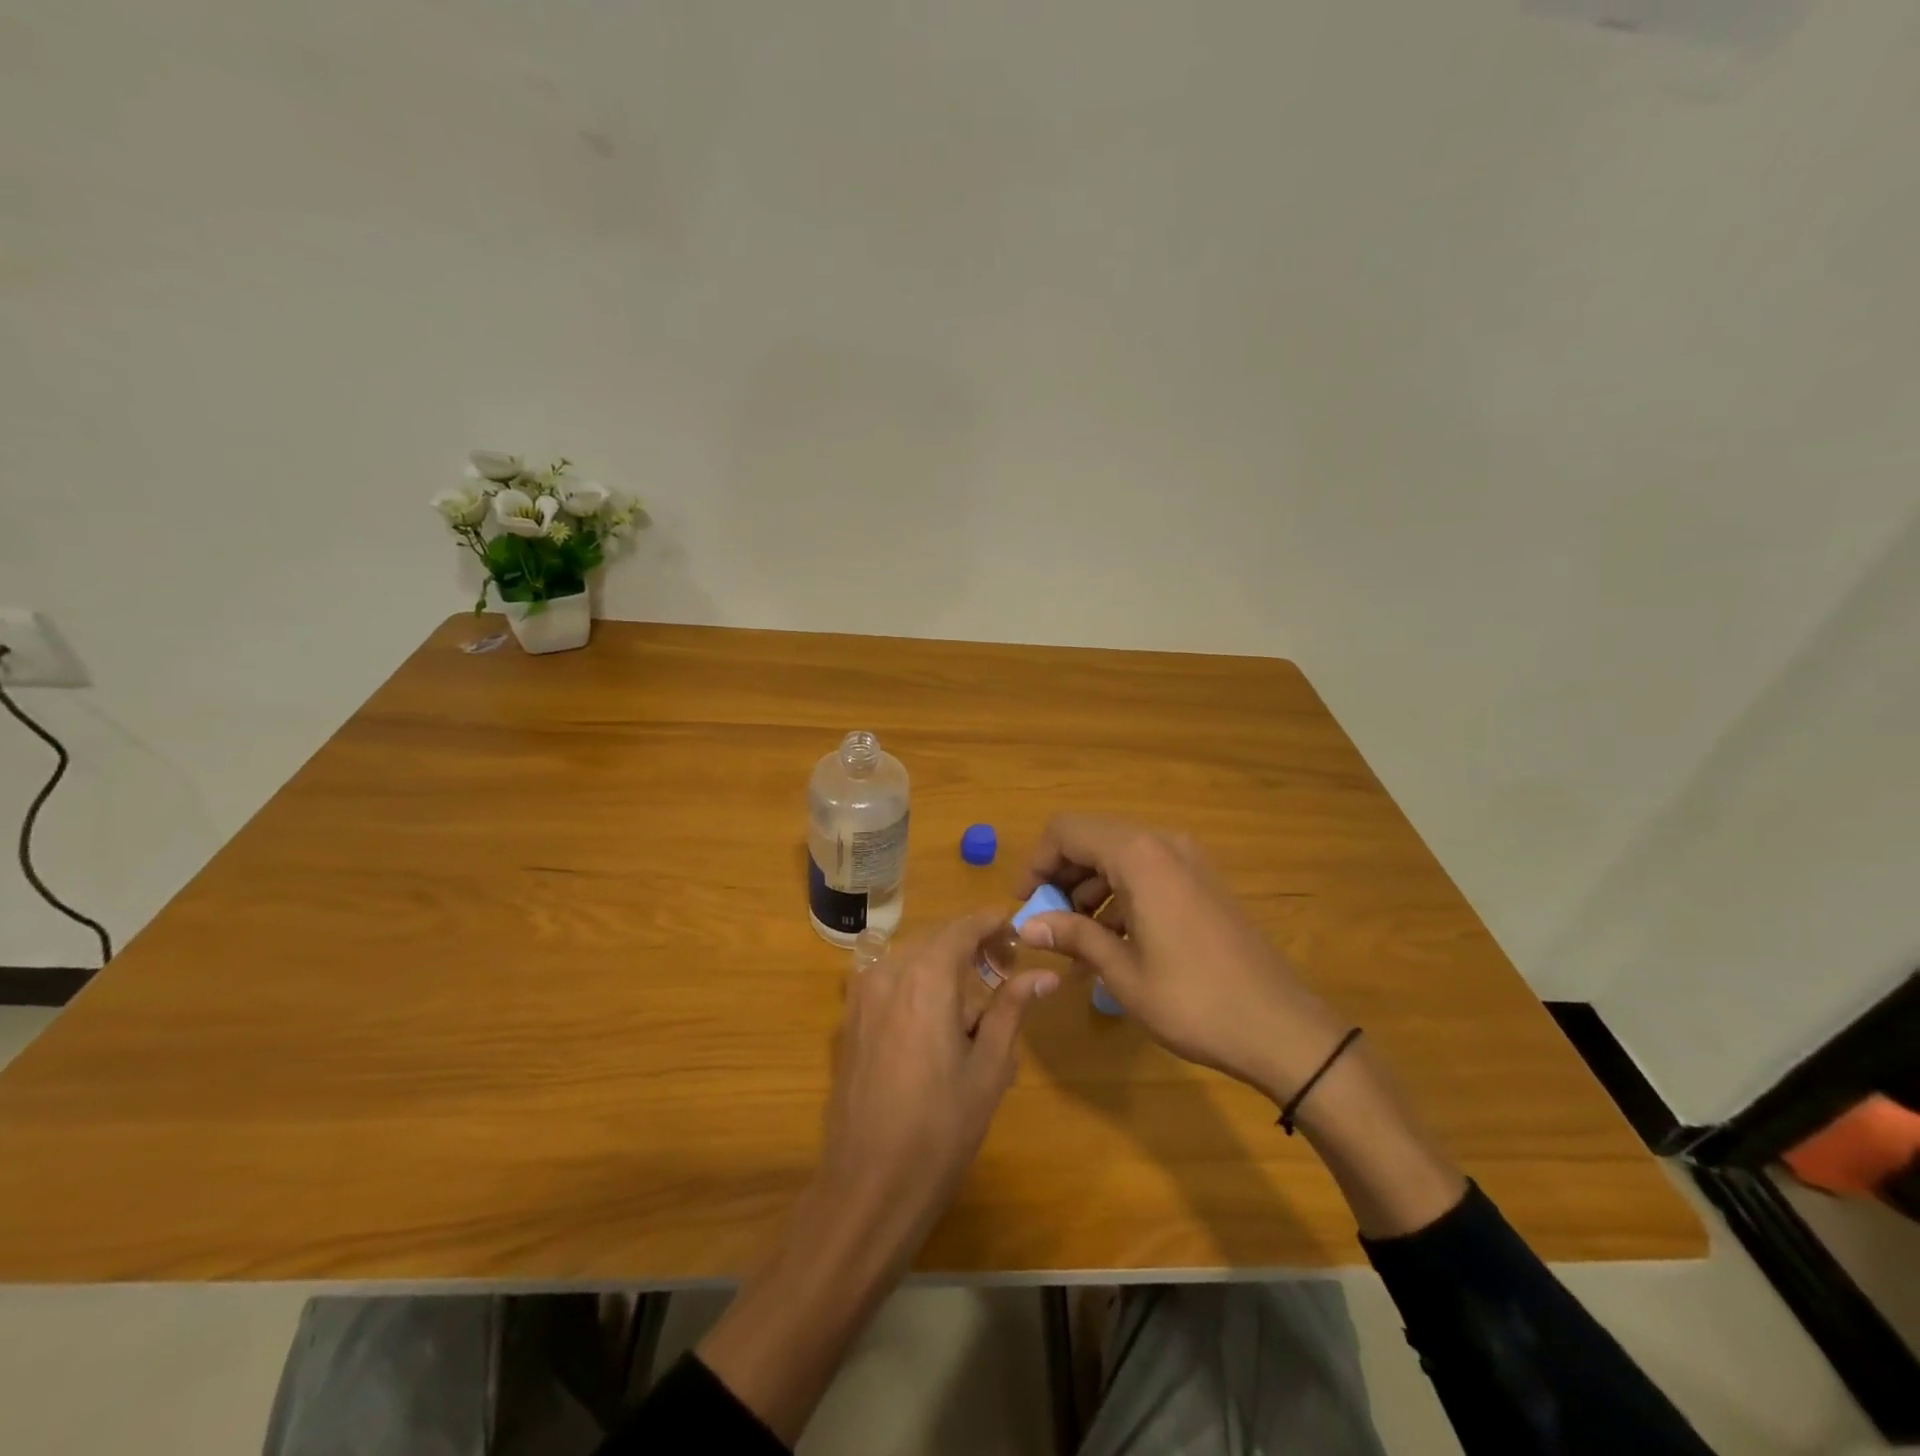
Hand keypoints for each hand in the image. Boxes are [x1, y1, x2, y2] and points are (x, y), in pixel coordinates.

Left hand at [699, 913, 1056, 1441]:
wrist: (868, 1185)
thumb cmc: (940, 1128)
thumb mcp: (988, 1067)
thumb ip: (1011, 1009)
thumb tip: (1044, 975)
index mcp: (926, 976)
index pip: (964, 926)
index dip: (994, 924)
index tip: (1020, 935)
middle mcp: (888, 972)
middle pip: (937, 940)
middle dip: (972, 947)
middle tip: (1006, 973)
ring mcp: (862, 995)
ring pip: (912, 960)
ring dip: (945, 969)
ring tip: (974, 1009)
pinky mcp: (849, 1020)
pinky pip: (890, 984)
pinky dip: (918, 988)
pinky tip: (937, 1027)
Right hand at [1017, 816, 1345, 1103]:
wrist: (1281, 1027)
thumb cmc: (1193, 1000)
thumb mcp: (1123, 971)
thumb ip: (1073, 936)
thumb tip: (1027, 926)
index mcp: (1139, 856)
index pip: (1067, 831)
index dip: (1036, 862)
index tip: (1024, 904)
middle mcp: (1163, 844)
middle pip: (1092, 838)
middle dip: (1060, 875)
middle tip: (1046, 922)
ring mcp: (1188, 860)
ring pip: (1119, 855)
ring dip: (1088, 886)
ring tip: (1076, 937)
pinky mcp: (1203, 880)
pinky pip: (1146, 871)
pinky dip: (1119, 893)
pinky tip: (1113, 938)